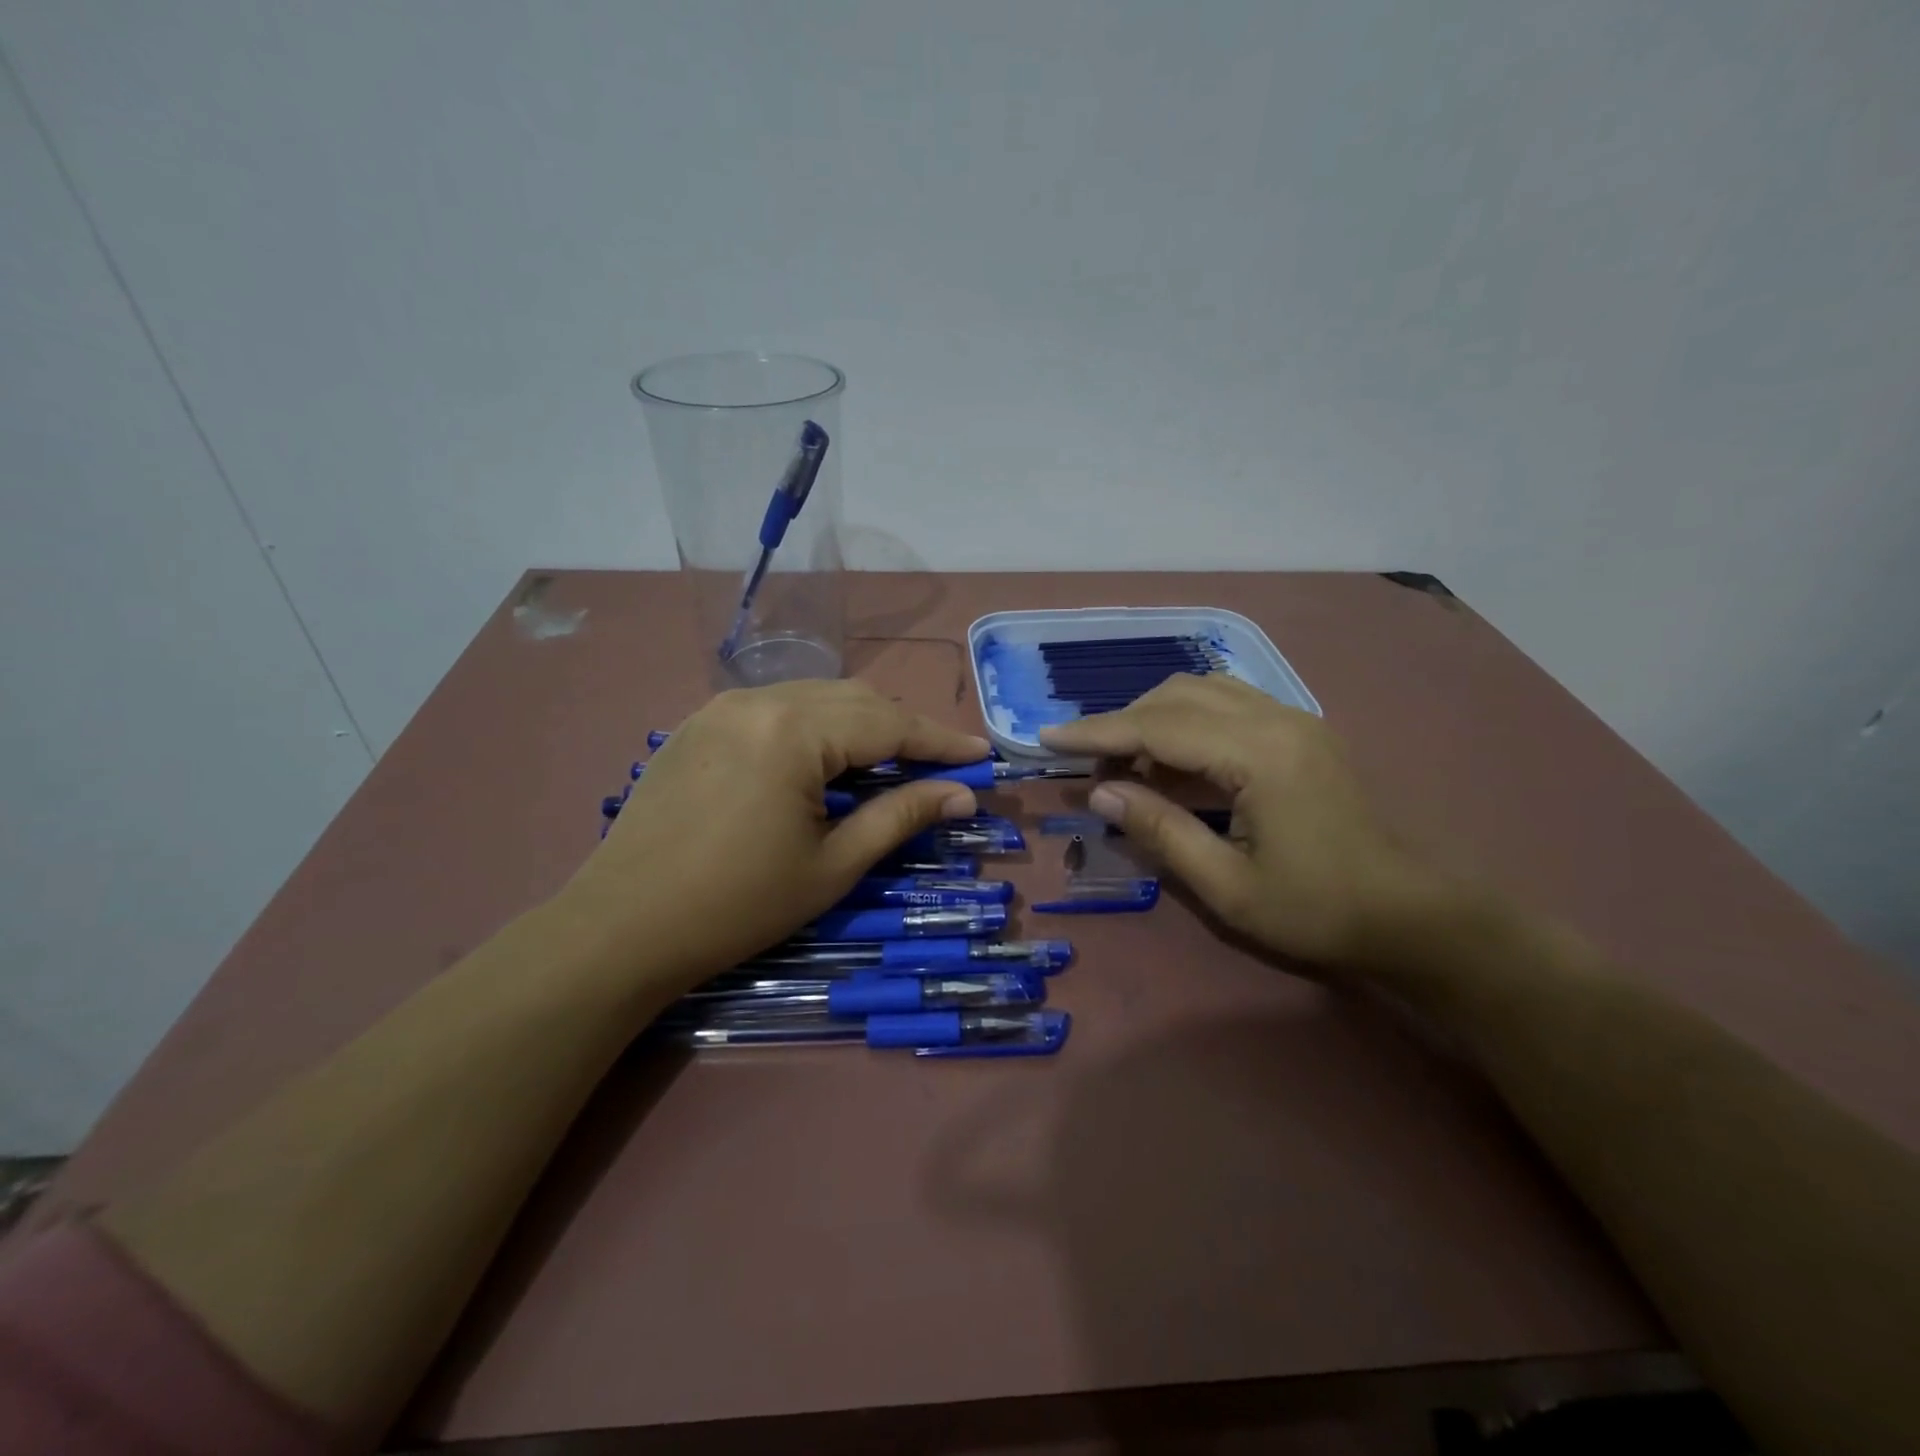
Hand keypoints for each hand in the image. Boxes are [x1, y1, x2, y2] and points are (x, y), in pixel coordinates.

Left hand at [565, 681, 988, 988]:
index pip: (889, 723)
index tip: (981, 756)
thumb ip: (901, 817)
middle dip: (902, 729)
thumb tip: (962, 795)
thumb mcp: (833, 865)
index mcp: (795, 730)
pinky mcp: (697, 725)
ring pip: (814, 699)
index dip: (940, 741)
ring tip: (888, 763)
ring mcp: (721, 707)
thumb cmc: (738, 905)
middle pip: (854, 700)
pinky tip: (822, 761)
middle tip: (939, 765)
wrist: (621, 927)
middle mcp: (759, 699)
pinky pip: (775, 709)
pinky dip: (814, 727)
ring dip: (859, 725)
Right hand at [1038, 675, 1443, 968]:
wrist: (1412, 915)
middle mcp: (1276, 719)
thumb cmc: (1318, 910)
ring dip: (1154, 717)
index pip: (1158, 727)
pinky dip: (1187, 721)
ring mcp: (1294, 719)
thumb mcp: (1227, 886)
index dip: (1098, 733)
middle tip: (1091, 769)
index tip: (1047, 737)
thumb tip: (1100, 794)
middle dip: (1123, 724)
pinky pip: (1228, 704)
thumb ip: (1160, 831)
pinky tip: (1173, 761)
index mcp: (1259, 755)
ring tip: (1127, 765)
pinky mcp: (1301, 731)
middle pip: (1177, 695)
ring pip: (1203, 690)